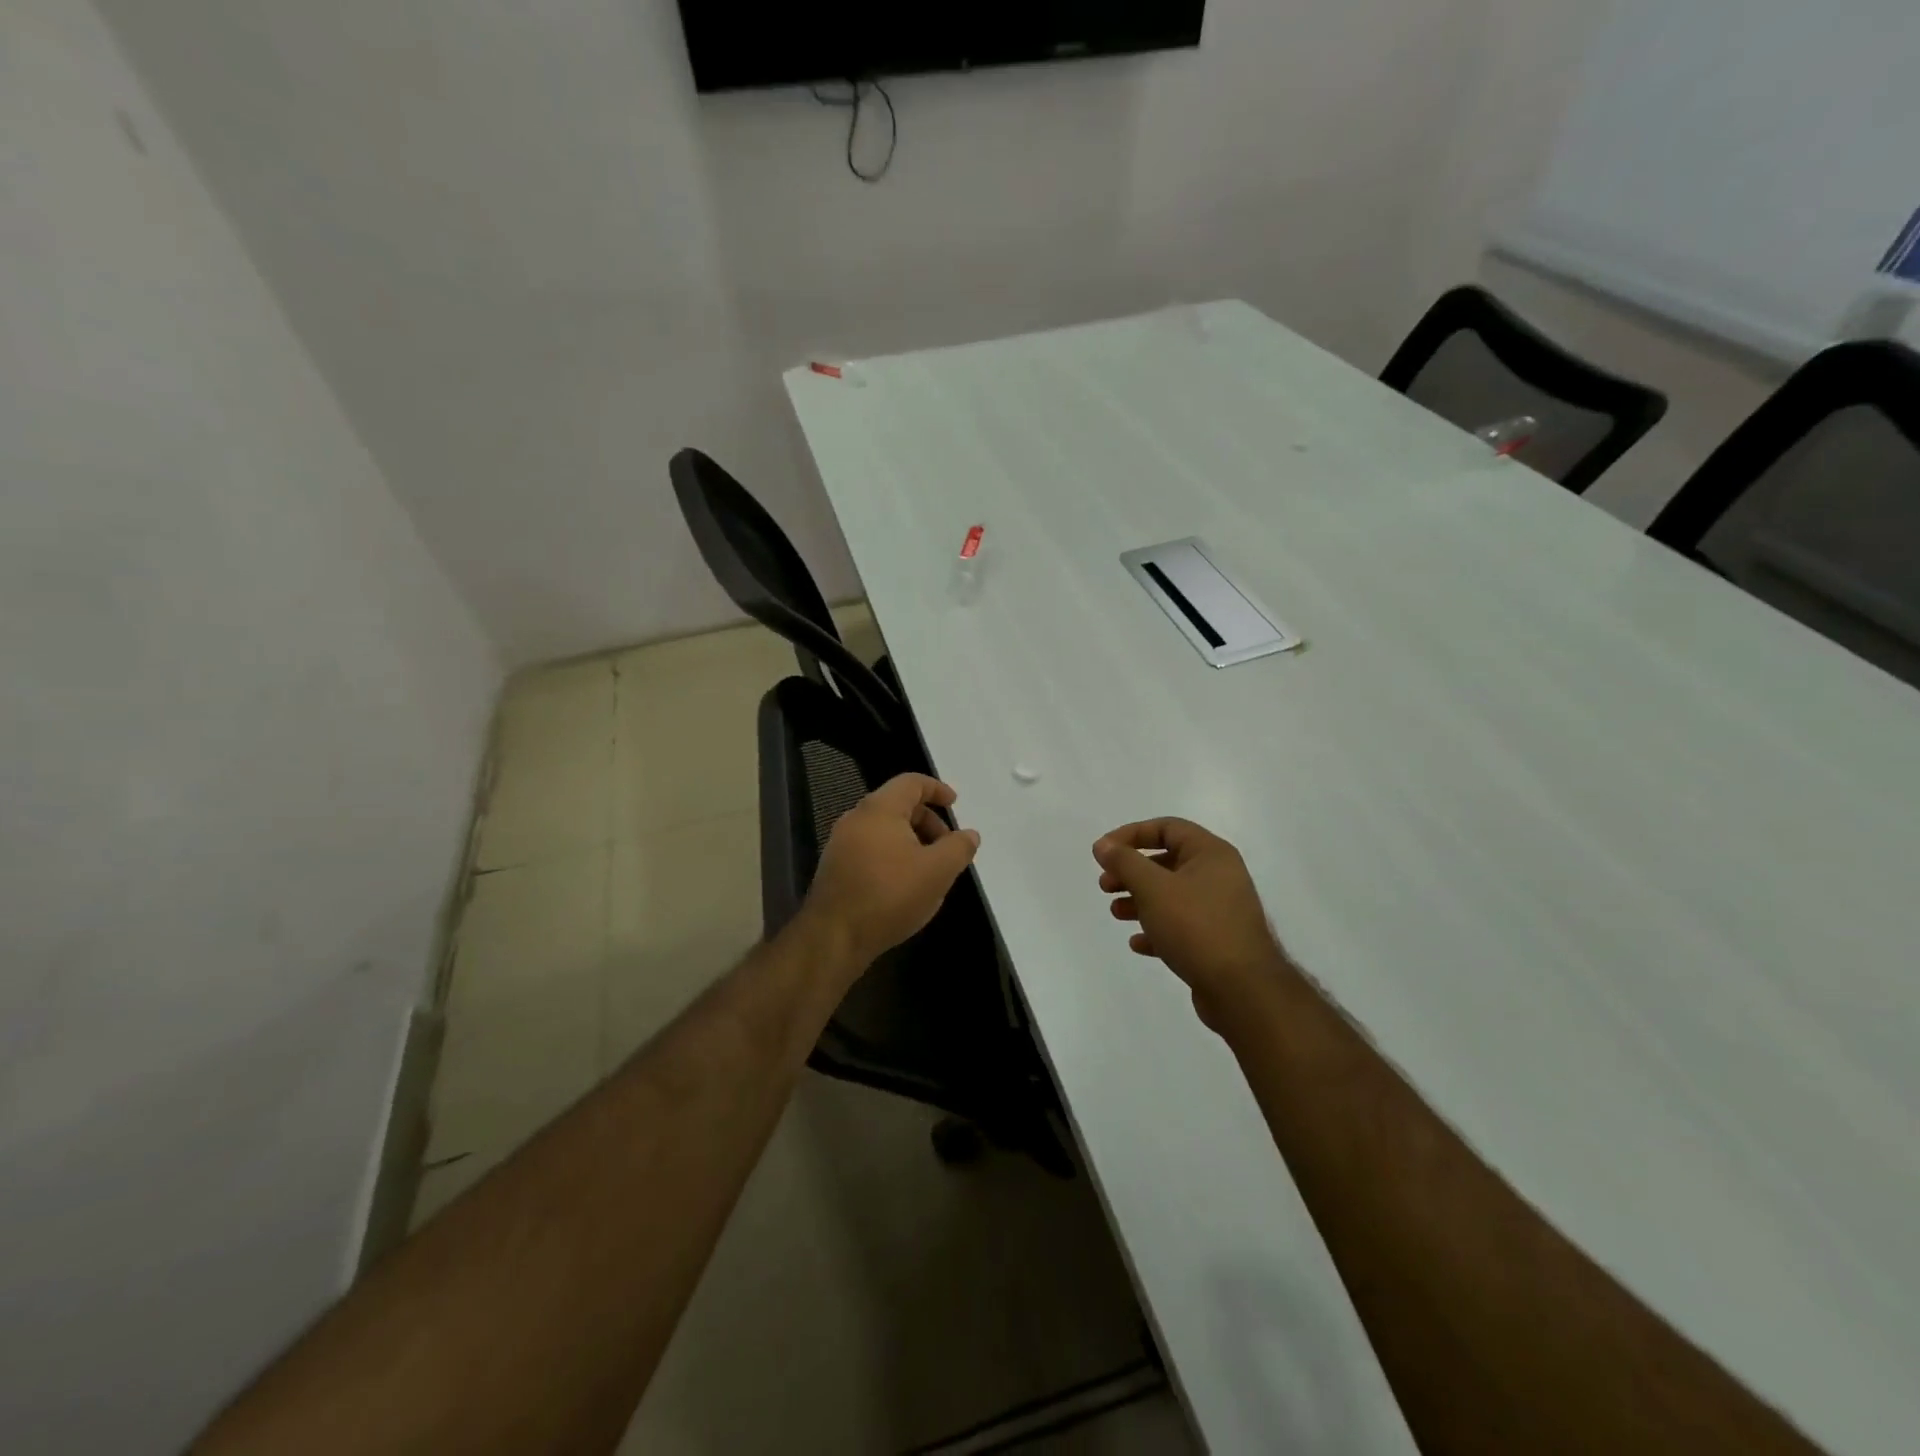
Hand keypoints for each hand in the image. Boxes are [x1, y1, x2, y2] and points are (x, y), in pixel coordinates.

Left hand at [800, 774, 981, 971]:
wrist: (833, 937)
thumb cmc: (889, 895)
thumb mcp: (937, 871)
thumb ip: (958, 848)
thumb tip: (969, 834)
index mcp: (879, 809)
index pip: (911, 782)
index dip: (936, 789)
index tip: (954, 803)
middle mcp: (856, 818)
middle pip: (898, 805)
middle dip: (928, 821)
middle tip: (947, 847)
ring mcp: (841, 843)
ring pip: (884, 829)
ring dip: (912, 841)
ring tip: (929, 870)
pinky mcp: (835, 867)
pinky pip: (871, 848)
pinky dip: (893, 855)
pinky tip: (904, 885)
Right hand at [1092, 818, 1292, 1027]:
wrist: (1242, 989)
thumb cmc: (1196, 926)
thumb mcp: (1153, 888)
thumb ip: (1125, 862)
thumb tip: (1103, 845)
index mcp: (1211, 853)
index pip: (1167, 827)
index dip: (1131, 834)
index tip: (1103, 852)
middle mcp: (1219, 875)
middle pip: (1167, 861)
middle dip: (1131, 871)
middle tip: (1105, 885)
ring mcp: (1220, 909)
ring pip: (1171, 895)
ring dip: (1140, 900)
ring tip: (1116, 913)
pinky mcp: (1217, 941)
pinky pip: (1181, 925)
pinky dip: (1157, 928)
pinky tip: (1138, 943)